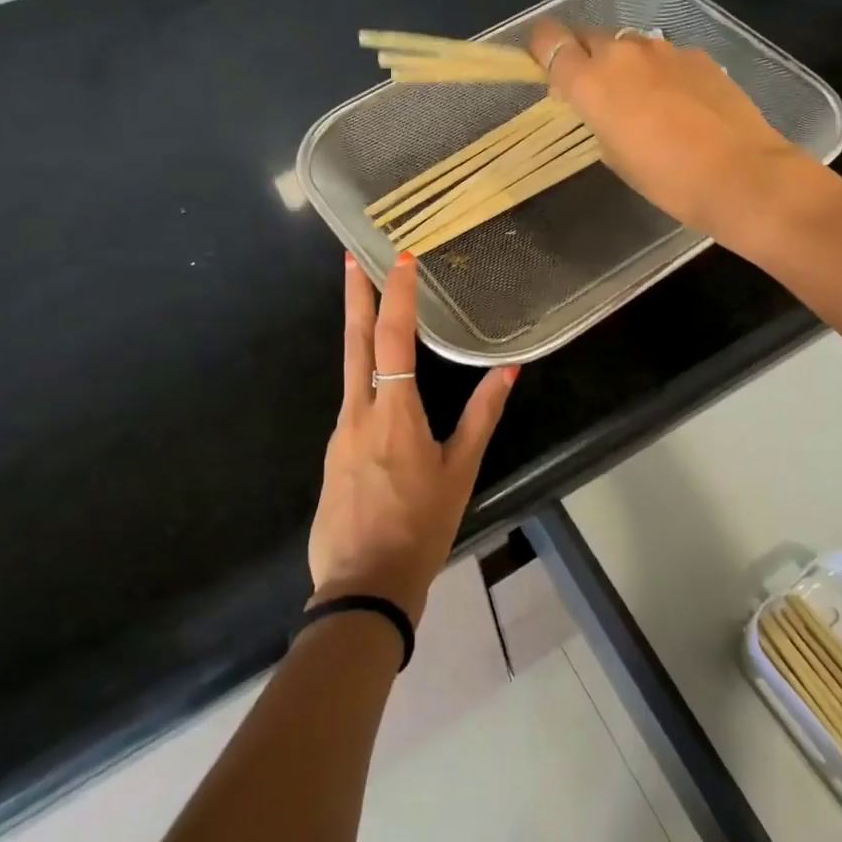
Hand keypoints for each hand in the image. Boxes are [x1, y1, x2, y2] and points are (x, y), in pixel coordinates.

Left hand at [312, 251, 518, 623]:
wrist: (363, 586)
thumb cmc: (421, 527)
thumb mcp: (460, 471)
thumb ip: (483, 415)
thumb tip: (508, 369)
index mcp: (394, 413)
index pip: (392, 339)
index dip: (398, 296)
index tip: (400, 259)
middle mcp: (358, 412)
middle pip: (354, 341)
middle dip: (355, 295)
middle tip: (351, 256)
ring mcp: (339, 433)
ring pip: (350, 370)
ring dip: (359, 332)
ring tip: (370, 305)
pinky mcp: (332, 453)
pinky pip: (351, 403)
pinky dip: (363, 377)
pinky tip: (379, 388)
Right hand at [527, 18, 815, 244]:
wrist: (740, 175)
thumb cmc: (666, 179)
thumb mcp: (614, 155)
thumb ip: (596, 119)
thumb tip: (601, 105)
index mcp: (591, 80)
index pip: (549, 40)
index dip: (543, 49)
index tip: (548, 68)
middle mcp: (623, 52)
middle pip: (588, 36)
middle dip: (584, 57)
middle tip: (594, 91)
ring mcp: (665, 49)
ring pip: (629, 44)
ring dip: (624, 64)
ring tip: (641, 99)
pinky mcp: (699, 55)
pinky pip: (665, 56)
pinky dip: (661, 72)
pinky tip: (679, 103)